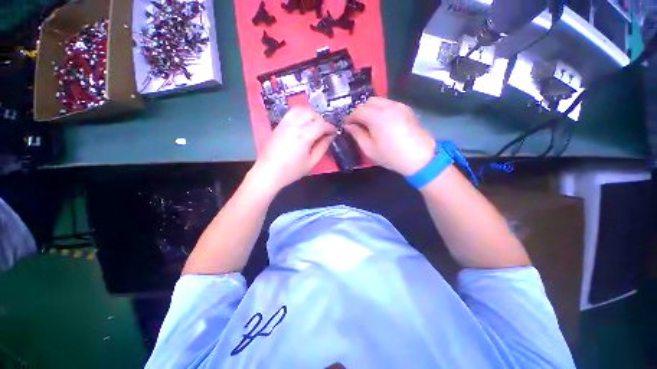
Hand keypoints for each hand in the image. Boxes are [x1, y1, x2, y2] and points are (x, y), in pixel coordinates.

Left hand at [252, 107, 336, 190]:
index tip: (334, 132)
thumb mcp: (311, 162)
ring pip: (301, 109)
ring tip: (314, 125)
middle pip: (311, 113)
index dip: (330, 127)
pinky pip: (292, 113)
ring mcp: (284, 123)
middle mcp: (294, 125)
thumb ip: (323, 147)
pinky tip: (303, 125)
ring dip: (310, 114)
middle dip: (321, 119)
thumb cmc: (291, 170)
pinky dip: (300, 115)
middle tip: (324, 130)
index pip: (321, 124)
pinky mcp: (279, 125)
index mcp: (304, 135)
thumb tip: (330, 136)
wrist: (268, 172)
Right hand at [345, 97, 435, 175]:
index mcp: (377, 117)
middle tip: (357, 123)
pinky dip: (381, 109)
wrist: (419, 158)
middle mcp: (388, 106)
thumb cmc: (391, 156)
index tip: (347, 125)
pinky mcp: (407, 109)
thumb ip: (357, 135)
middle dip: (360, 111)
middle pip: (369, 101)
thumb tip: (349, 126)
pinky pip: (389, 104)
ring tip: (368, 122)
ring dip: (370, 109)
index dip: (350, 117)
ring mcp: (399, 106)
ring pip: (379, 100)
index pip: (358, 110)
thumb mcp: (369, 149)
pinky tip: (381, 121)